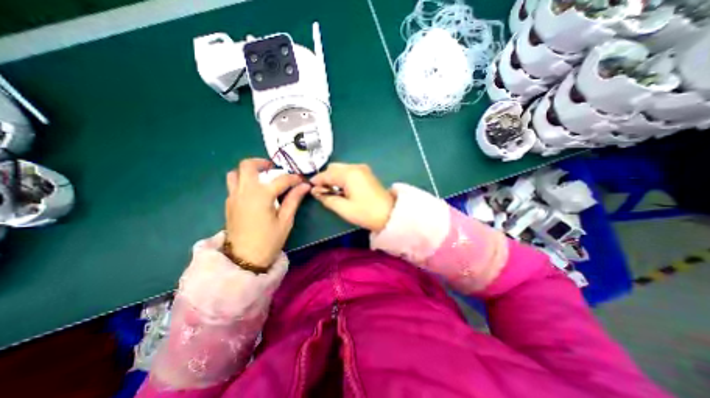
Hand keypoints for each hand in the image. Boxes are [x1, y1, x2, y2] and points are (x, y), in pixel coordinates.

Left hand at [225, 160, 307, 268]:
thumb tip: (304, 186)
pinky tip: (254, 192)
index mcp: (261, 195)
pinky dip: (243, 181)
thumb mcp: (285, 220)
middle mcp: (244, 191)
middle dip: (262, 162)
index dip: (294, 178)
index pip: (281, 179)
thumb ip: (294, 199)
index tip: (302, 180)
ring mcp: (233, 197)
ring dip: (248, 171)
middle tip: (273, 168)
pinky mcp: (229, 204)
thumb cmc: (269, 240)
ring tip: (262, 177)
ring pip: (235, 173)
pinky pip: (233, 185)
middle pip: (247, 165)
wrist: (244, 259)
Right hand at [312, 162, 396, 230]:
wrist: (390, 214)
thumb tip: (316, 192)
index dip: (317, 181)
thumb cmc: (366, 213)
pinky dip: (342, 178)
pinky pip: (349, 171)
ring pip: (341, 169)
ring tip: (333, 192)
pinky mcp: (366, 173)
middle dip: (325, 178)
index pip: (327, 174)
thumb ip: (327, 198)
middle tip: (323, 193)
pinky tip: (342, 189)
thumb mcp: (343, 208)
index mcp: (349, 174)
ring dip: (334, 178)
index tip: (310, 189)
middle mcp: (355, 167)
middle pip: (333, 168)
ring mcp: (362, 169)